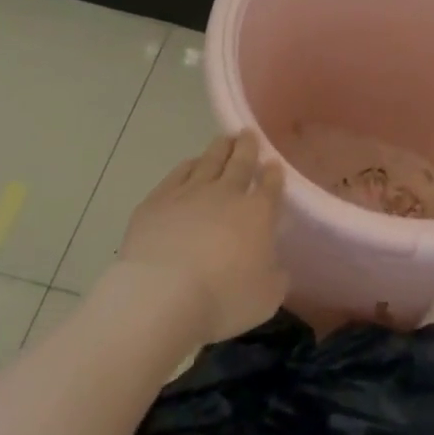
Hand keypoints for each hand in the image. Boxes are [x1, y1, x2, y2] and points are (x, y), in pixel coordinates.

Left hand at [117, 131, 288, 345]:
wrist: (163, 296)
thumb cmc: (222, 300)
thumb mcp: (266, 298)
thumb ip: (275, 276)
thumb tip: (275, 266)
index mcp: (257, 214)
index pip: (270, 186)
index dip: (273, 174)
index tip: (273, 164)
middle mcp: (226, 194)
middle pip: (240, 163)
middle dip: (247, 147)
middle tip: (248, 134)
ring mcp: (190, 192)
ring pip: (210, 161)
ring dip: (220, 149)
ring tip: (224, 140)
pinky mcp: (158, 200)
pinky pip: (178, 173)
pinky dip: (188, 165)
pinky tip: (191, 163)